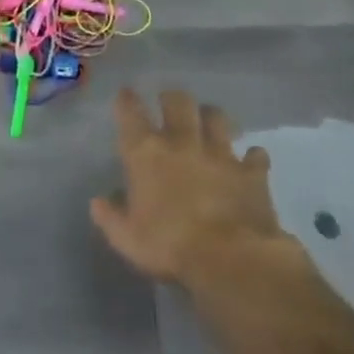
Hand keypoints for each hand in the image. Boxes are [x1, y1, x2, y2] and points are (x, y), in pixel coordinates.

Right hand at [91, 88, 299, 286]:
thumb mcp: (128, 239)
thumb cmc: (170, 247)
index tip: (126, 95)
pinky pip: (255, 155)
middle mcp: (182, 141)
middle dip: (172, 99)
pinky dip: (253, 157)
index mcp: (147, 153)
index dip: (127, 100)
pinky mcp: (251, 172)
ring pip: (216, 117)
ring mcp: (220, 153)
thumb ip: (111, 217)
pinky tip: (252, 161)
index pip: (130, 112)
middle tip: (170, 105)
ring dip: (211, 117)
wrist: (230, 259)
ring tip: (209, 123)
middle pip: (177, 101)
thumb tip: (97, 202)